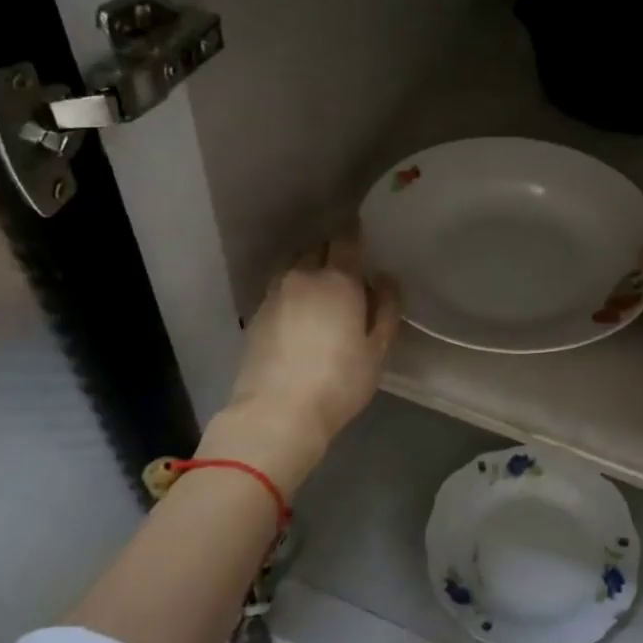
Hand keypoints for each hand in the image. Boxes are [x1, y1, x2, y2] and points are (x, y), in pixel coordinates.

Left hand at [211, 224, 400, 488]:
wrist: (276, 413)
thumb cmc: (338, 382)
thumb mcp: (378, 350)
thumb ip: (386, 309)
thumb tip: (384, 279)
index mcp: (338, 280)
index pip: (345, 239)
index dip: (353, 230)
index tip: (360, 228)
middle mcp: (302, 277)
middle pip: (316, 248)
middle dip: (331, 250)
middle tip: (346, 264)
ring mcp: (274, 295)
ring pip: (293, 266)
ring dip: (308, 268)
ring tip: (320, 286)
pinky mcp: (256, 316)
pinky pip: (278, 288)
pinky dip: (291, 290)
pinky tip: (299, 310)